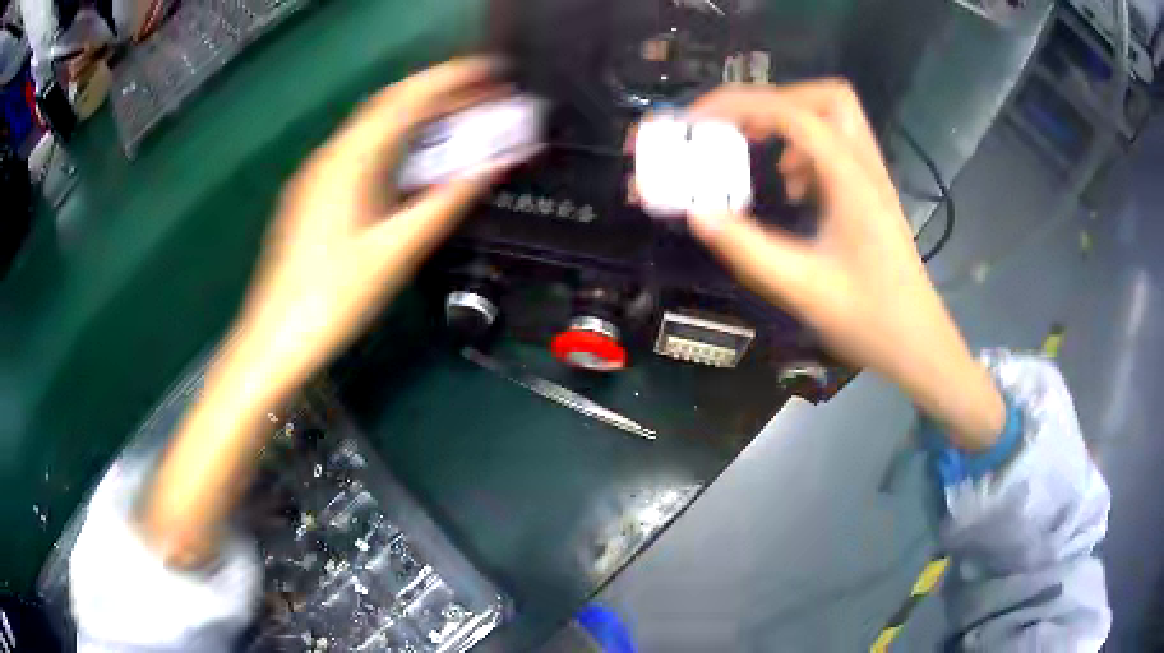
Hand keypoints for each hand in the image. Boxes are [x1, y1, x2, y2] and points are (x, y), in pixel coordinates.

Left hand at [235, 57, 506, 396]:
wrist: (275, 340)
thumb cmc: (332, 299)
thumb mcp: (394, 251)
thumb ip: (443, 203)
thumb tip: (491, 166)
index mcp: (348, 162)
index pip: (405, 99)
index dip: (451, 77)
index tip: (492, 70)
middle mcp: (330, 157)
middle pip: (390, 108)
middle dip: (440, 94)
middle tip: (487, 94)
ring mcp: (318, 177)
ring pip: (375, 129)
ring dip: (420, 118)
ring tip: (462, 119)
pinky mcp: (314, 197)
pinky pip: (363, 153)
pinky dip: (398, 144)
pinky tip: (416, 160)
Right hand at [676, 82, 1004, 448]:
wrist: (918, 345)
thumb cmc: (869, 320)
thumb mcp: (803, 289)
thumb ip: (747, 249)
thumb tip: (696, 213)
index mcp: (852, 180)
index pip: (793, 113)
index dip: (739, 105)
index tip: (697, 121)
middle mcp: (865, 167)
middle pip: (826, 96)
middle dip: (774, 100)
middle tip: (737, 127)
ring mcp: (871, 179)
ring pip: (834, 117)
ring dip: (789, 121)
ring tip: (756, 150)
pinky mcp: (869, 195)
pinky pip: (836, 147)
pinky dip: (804, 150)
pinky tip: (792, 188)